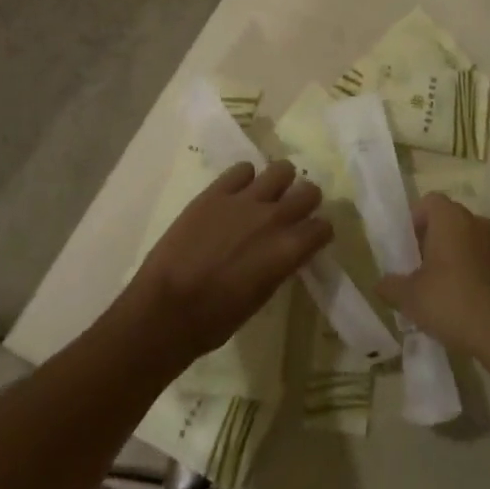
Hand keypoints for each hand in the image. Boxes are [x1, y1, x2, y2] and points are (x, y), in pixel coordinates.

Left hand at [120, 160, 332, 369]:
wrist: (166, 308)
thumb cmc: (214, 319)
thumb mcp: (261, 297)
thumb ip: (279, 266)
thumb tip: (284, 253)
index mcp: (289, 250)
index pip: (323, 227)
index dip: (318, 233)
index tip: (310, 238)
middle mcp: (274, 218)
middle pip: (309, 191)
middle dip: (305, 201)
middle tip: (292, 212)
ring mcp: (245, 200)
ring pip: (281, 169)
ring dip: (280, 182)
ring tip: (267, 194)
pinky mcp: (216, 192)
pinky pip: (242, 169)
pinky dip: (245, 178)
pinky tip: (237, 193)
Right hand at [376, 193, 489, 361]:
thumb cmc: (450, 301)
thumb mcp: (409, 297)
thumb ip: (390, 285)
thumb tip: (380, 284)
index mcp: (450, 218)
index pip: (428, 201)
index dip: (414, 220)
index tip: (405, 246)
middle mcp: (474, 221)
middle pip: (447, 218)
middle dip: (430, 238)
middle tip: (416, 266)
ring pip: (464, 238)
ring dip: (449, 253)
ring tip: (435, 284)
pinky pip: (479, 255)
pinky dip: (467, 267)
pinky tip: (457, 296)